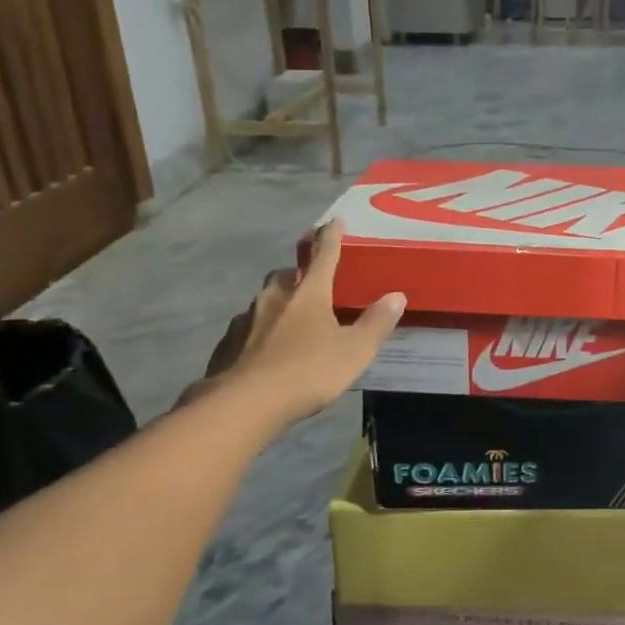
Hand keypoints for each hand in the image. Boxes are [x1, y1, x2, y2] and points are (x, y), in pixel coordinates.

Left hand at [180, 220, 404, 424]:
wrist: (244, 403)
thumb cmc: (308, 371)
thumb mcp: (355, 351)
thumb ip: (376, 323)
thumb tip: (397, 296)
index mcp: (308, 294)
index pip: (324, 256)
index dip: (331, 237)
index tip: (333, 221)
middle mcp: (274, 298)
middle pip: (287, 275)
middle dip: (299, 274)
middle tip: (310, 283)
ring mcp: (246, 320)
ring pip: (264, 302)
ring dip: (278, 304)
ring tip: (289, 322)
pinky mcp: (227, 344)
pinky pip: (247, 329)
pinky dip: (259, 332)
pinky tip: (265, 351)